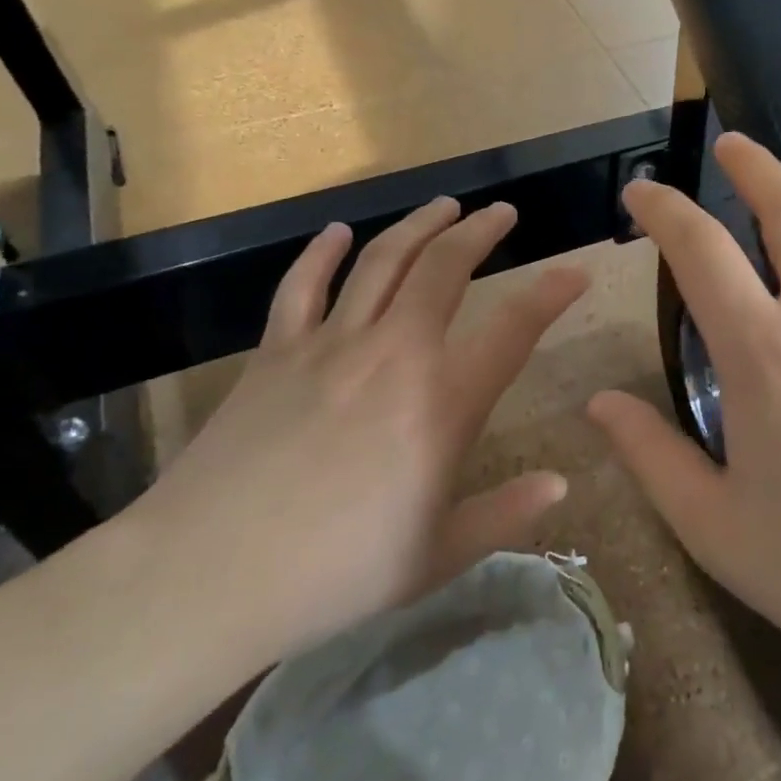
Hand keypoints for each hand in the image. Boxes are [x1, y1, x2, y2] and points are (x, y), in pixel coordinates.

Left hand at [126, 198, 586, 666]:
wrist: (205, 575)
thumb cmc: (334, 574)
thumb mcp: (437, 556)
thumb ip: (506, 514)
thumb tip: (562, 484)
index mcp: (441, 404)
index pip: (513, 330)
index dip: (551, 295)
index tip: (575, 273)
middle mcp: (393, 355)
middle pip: (444, 269)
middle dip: (480, 231)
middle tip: (501, 212)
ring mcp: (329, 345)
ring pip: (382, 262)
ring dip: (418, 226)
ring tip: (444, 205)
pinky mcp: (275, 352)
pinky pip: (302, 286)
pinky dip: (322, 253)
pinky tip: (338, 231)